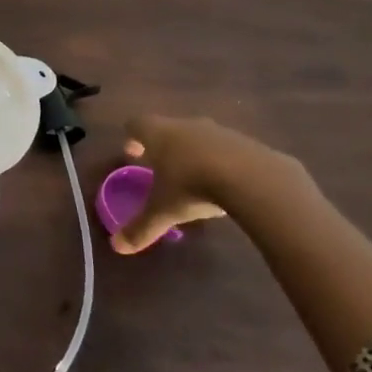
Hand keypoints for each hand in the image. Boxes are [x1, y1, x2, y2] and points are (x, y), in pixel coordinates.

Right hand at [110, 114, 303, 253]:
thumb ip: (141, 227)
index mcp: (158, 134)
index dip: (131, 138)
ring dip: (193, 152)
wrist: (254, 178)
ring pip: (197, 137)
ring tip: (196, 178)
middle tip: (161, 168)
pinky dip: (221, 161)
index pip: (136, 125)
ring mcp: (218, 131)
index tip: (132, 155)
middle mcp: (185, 125)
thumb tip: (118, 247)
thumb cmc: (194, 186)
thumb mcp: (164, 211)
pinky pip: (226, 148)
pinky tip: (227, 183)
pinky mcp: (246, 142)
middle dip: (162, 146)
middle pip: (167, 128)